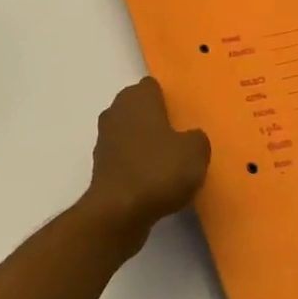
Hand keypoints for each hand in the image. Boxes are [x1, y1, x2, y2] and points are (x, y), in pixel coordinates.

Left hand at [80, 78, 209, 247]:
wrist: (118, 212)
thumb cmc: (158, 170)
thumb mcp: (195, 151)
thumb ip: (196, 138)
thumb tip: (190, 139)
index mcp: (138, 97)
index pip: (153, 86)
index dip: (169, 100)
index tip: (185, 117)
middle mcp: (117, 111)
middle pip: (141, 109)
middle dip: (158, 121)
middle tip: (182, 139)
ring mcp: (105, 139)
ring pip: (132, 134)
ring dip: (146, 145)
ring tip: (171, 165)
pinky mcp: (101, 166)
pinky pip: (126, 159)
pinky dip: (137, 166)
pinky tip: (155, 184)